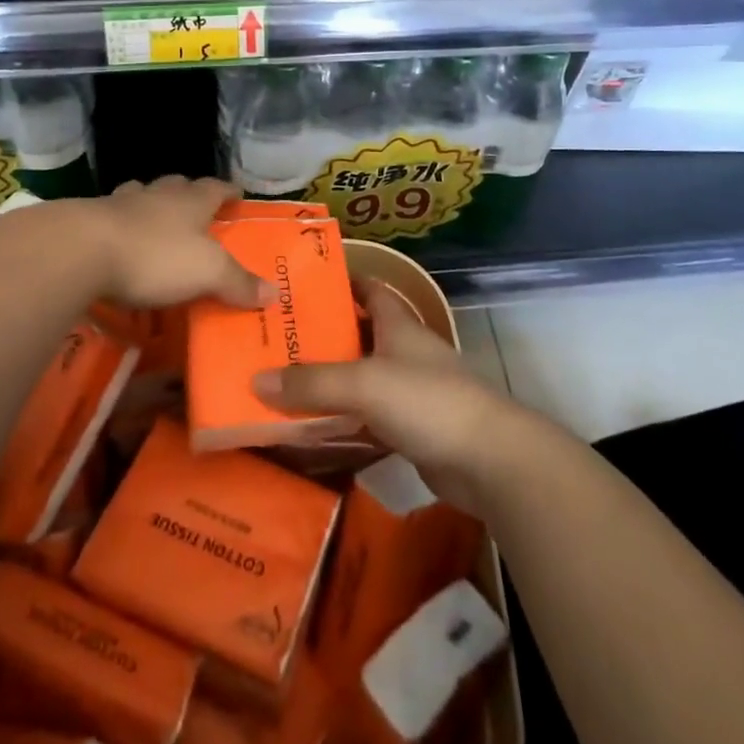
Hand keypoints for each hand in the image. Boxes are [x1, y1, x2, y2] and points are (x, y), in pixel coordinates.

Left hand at [86, 177, 269, 311]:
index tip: (236, 194)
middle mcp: (156, 196)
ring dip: (149, 204)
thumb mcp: (207, 273)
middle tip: (195, 207)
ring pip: (140, 195)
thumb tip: (274, 293)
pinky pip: (110, 218)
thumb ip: (238, 282)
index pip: (215, 188)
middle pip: (176, 186)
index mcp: (190, 202)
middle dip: (187, 193)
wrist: (81, 250)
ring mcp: (119, 205)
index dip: (227, 192)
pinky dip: (119, 226)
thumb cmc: (155, 256)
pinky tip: (117, 242)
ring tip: (154, 220)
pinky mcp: (88, 222)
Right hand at [251, 280, 538, 516]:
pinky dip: (344, 420)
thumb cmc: (428, 401)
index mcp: (399, 325)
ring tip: (283, 381)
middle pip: (359, 334)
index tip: (302, 284)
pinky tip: (313, 428)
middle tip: (276, 338)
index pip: (370, 289)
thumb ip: (311, 382)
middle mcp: (404, 351)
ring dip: (330, 380)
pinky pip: (368, 417)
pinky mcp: (412, 429)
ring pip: (361, 378)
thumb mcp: (364, 384)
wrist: (488, 460)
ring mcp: (411, 391)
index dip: (342, 282)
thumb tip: (256, 381)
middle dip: (323, 334)